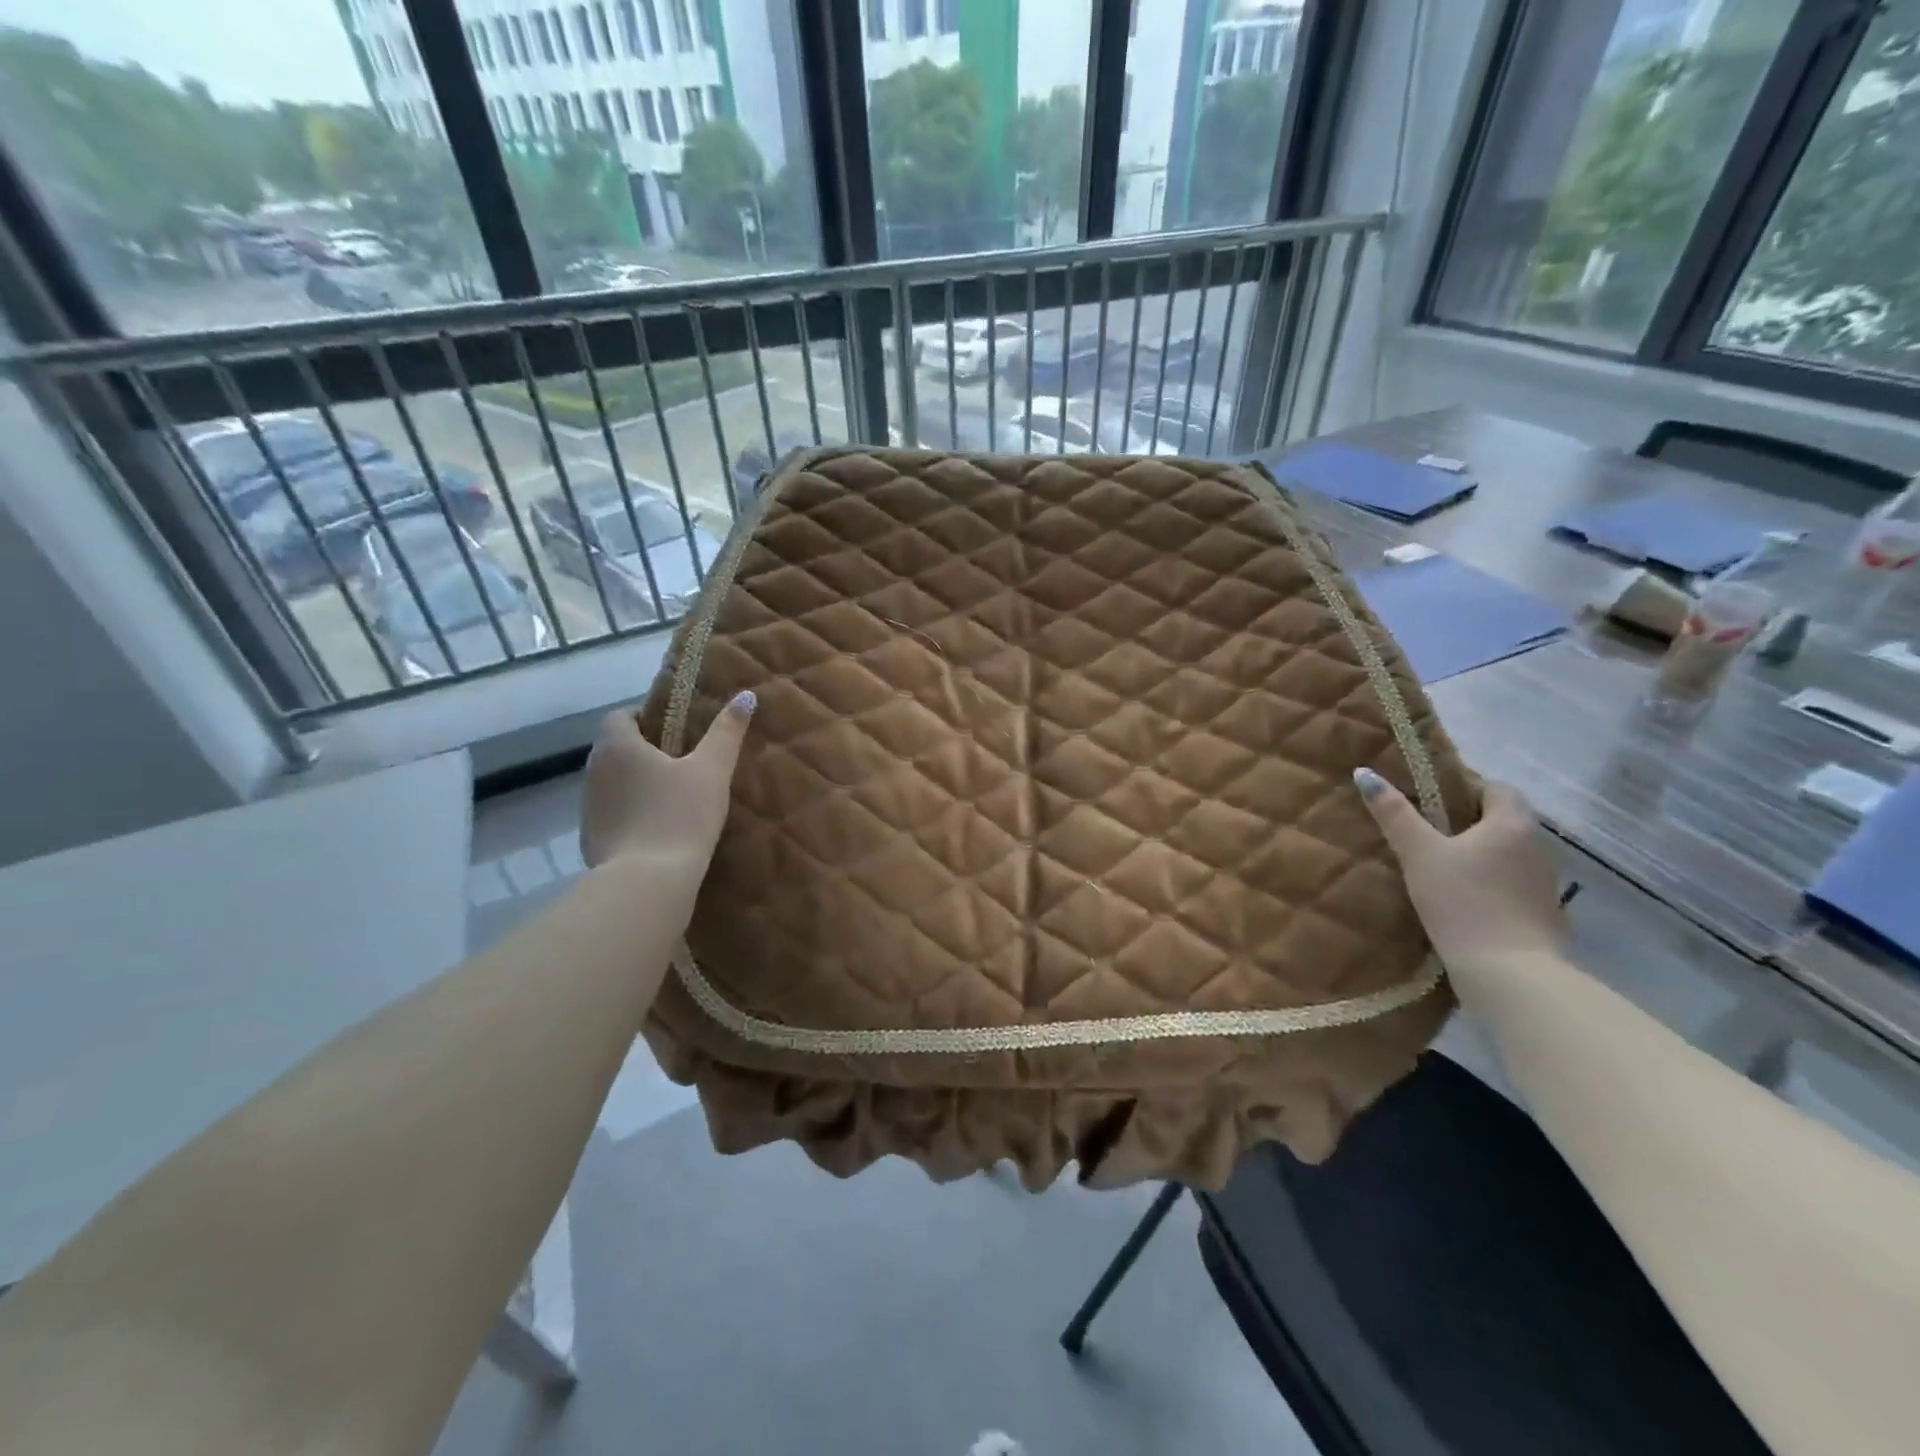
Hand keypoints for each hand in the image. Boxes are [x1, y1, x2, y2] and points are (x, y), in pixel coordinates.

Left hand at [580, 691, 755, 873]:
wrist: (647, 882)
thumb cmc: (680, 815)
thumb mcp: (713, 770)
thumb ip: (727, 732)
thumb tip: (746, 695)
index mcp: (618, 746)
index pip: (620, 716)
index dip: (646, 717)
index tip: (676, 731)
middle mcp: (593, 771)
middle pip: (616, 749)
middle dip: (644, 751)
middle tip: (684, 763)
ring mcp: (588, 808)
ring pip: (613, 783)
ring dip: (636, 784)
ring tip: (674, 798)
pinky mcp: (590, 840)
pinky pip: (612, 814)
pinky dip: (631, 815)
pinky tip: (659, 830)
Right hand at [1355, 769, 1567, 971]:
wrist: (1511, 975)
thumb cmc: (1463, 902)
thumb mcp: (1419, 854)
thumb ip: (1394, 814)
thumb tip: (1365, 772)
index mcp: (1513, 824)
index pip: (1495, 788)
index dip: (1464, 788)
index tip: (1428, 800)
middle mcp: (1537, 847)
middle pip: (1502, 821)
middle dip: (1467, 822)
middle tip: (1423, 830)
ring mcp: (1544, 884)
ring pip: (1507, 854)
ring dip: (1478, 854)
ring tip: (1437, 864)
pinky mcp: (1542, 916)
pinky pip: (1511, 884)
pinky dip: (1488, 883)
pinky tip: (1460, 899)